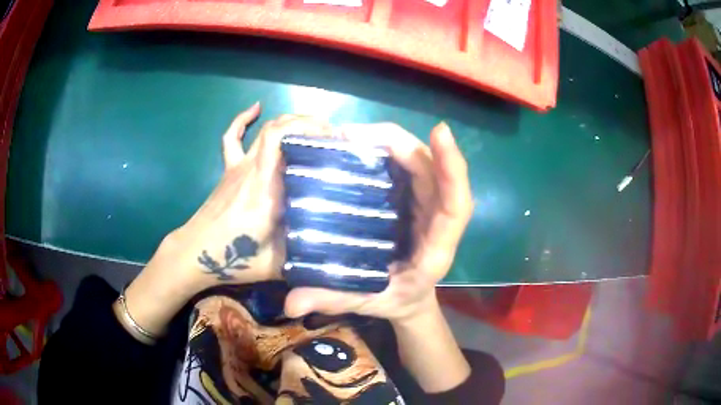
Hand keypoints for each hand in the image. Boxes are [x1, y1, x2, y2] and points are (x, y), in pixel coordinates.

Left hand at [118, 104, 331, 339]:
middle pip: (278, 127)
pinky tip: (256, 108)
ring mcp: (238, 166)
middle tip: (333, 135)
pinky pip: (233, 138)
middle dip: (309, 123)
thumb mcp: (277, 264)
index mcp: (266, 187)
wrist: (194, 254)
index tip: (336, 138)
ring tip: (312, 127)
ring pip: (263, 129)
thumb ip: (306, 254)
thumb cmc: (233, 259)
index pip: (283, 139)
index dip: (310, 129)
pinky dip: (244, 119)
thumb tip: (335, 246)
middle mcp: (252, 168)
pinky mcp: (228, 170)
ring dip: (289, 121)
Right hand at [284, 121, 473, 322]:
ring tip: (349, 137)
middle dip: (399, 144)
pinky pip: (407, 165)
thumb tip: (290, 304)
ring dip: (391, 142)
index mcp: (437, 247)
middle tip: (350, 135)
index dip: (452, 167)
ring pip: (420, 161)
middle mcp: (438, 218)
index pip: (456, 204)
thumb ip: (332, 300)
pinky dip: (387, 149)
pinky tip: (358, 145)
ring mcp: (428, 204)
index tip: (440, 132)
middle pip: (433, 170)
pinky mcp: (415, 196)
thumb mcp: (367, 302)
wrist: (411, 297)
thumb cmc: (396, 300)